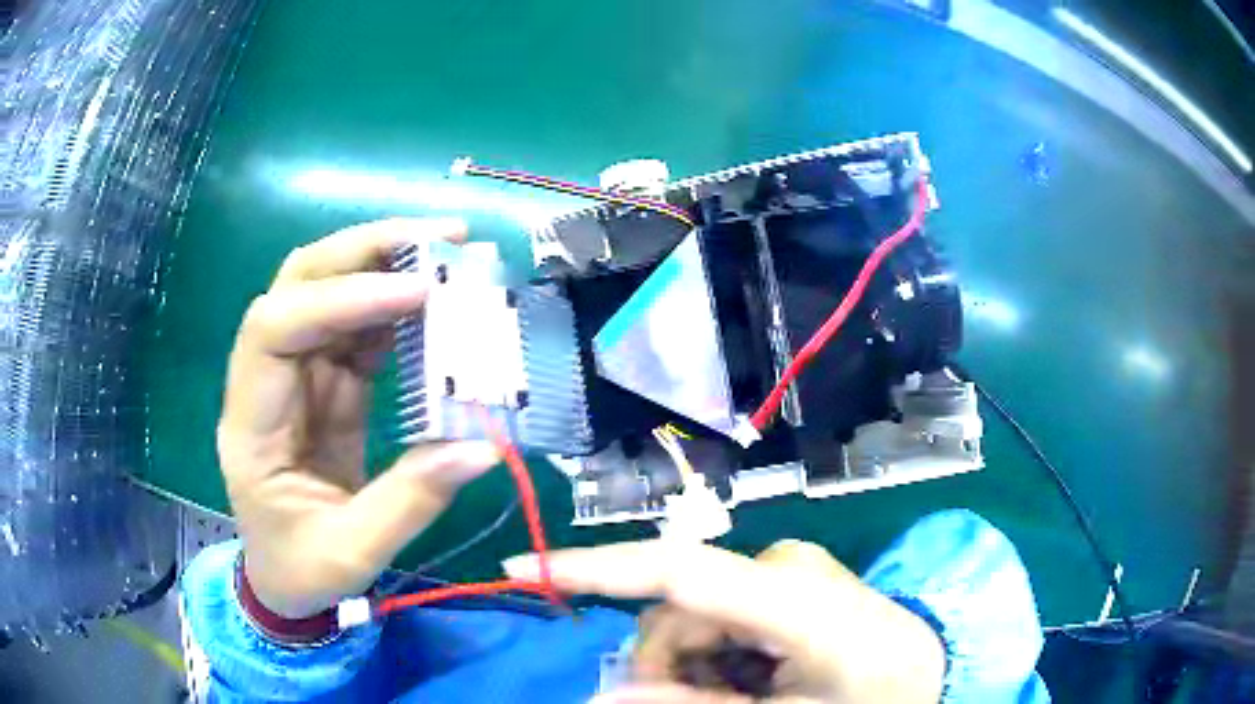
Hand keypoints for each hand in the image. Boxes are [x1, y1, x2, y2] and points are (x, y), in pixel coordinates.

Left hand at [218, 218, 498, 618]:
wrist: (285, 580)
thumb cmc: (303, 572)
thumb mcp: (353, 553)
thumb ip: (410, 502)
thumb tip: (485, 446)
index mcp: (251, 426)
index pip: (275, 329)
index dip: (340, 300)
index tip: (416, 295)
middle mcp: (265, 383)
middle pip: (296, 284)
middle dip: (362, 251)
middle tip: (438, 237)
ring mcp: (295, 378)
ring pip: (326, 291)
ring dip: (383, 264)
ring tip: (448, 252)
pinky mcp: (325, 385)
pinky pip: (356, 328)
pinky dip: (395, 306)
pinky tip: (435, 300)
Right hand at [505, 540, 945, 703]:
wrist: (928, 673)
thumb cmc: (870, 703)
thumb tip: (597, 694)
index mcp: (794, 600)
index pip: (677, 570)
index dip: (593, 566)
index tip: (520, 566)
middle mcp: (783, 566)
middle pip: (674, 613)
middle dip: (665, 670)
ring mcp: (785, 569)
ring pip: (690, 619)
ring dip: (693, 669)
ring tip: (742, 698)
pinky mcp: (784, 580)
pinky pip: (718, 618)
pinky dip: (715, 657)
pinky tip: (754, 679)